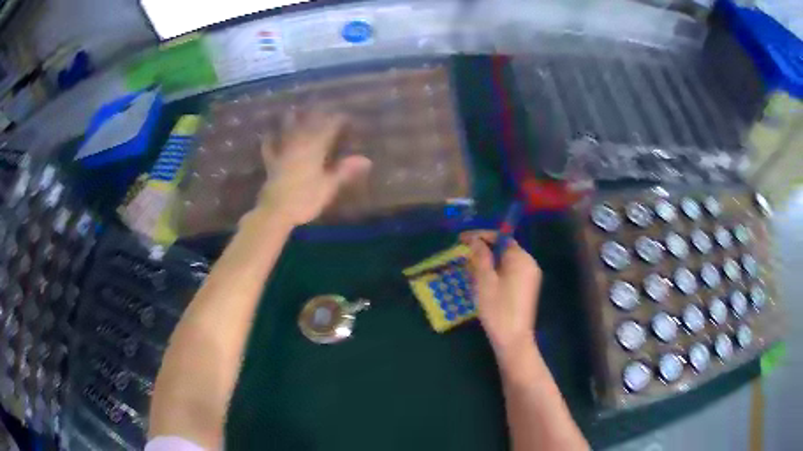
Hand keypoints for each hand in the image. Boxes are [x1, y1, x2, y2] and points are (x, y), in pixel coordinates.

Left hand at [257, 111, 371, 225]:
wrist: (276, 211)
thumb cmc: (305, 199)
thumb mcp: (328, 186)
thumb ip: (345, 171)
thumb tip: (367, 160)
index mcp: (314, 150)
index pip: (328, 129)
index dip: (337, 121)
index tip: (345, 116)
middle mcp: (298, 146)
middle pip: (308, 126)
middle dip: (316, 116)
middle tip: (323, 108)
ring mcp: (283, 153)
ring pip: (288, 132)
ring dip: (292, 120)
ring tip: (294, 110)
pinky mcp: (272, 164)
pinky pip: (270, 147)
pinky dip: (270, 139)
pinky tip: (269, 134)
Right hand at [461, 230, 541, 359]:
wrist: (513, 340)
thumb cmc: (498, 308)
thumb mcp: (485, 281)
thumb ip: (481, 256)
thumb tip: (476, 240)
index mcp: (521, 259)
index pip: (500, 238)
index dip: (480, 236)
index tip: (461, 239)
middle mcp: (529, 264)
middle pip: (504, 249)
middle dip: (483, 250)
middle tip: (464, 257)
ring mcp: (530, 277)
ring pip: (506, 262)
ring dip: (488, 263)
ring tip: (470, 271)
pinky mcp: (526, 289)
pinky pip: (510, 272)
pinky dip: (496, 273)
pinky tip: (482, 283)